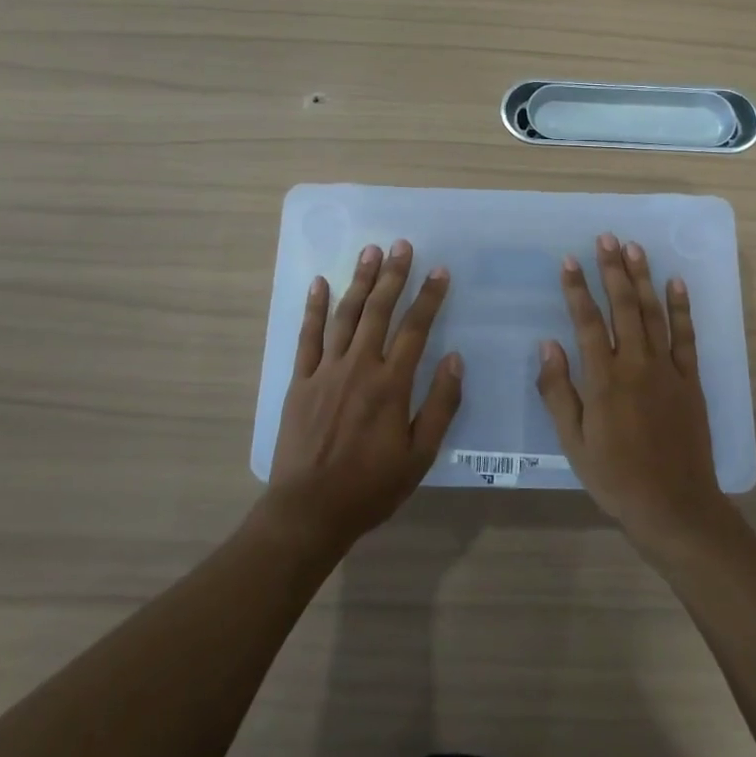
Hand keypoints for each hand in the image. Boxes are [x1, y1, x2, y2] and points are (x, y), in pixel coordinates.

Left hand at [262, 240, 462, 556]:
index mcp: (391, 384)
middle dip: (393, 276)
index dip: (428, 297)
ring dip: (359, 281)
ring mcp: (325, 371)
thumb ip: (440, 405)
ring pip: (345, 316)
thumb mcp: (419, 455)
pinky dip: (314, 308)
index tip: (439, 271)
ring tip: (370, 252)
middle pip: (378, 311)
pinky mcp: (300, 381)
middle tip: (402, 245)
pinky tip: (320, 283)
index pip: (415, 329)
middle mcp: (358, 367)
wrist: (309, 510)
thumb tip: (455, 359)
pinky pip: (307, 337)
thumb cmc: (371, 487)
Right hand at [537, 233, 738, 552]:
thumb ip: (558, 391)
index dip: (577, 290)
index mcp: (604, 380)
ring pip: (653, 314)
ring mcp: (667, 370)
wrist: (674, 506)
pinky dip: (681, 308)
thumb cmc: (615, 477)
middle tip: (606, 238)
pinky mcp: (691, 380)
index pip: (587, 323)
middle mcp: (636, 365)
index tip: (568, 260)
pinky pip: (686, 337)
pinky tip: (676, 283)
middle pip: (623, 307)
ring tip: (635, 249)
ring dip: (643, 279)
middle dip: (612, 270)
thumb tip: (548, 345)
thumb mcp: (573, 442)